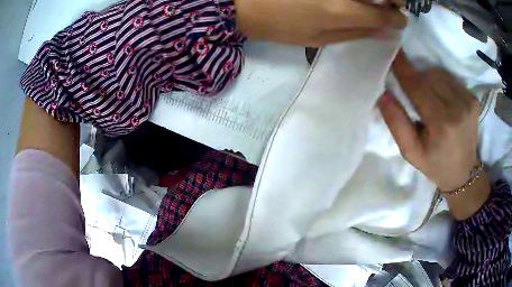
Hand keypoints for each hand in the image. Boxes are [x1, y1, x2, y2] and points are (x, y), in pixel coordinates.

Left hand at [235, 0, 407, 45]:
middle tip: (392, 6)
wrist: (245, 3)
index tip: (401, 21)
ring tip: (377, 2)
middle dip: (395, 0)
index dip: (397, 19)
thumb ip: (356, 34)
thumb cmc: (280, 25)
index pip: (384, 15)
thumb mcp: (319, 39)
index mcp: (342, 11)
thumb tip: (385, 33)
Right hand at [378, 51, 479, 190]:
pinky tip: (442, 99)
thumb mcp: (411, 152)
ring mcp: (468, 102)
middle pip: (429, 77)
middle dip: (416, 79)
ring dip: (429, 80)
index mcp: (441, 125)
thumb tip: (383, 93)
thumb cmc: (435, 164)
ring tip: (429, 99)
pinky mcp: (474, 99)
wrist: (464, 172)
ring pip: (440, 75)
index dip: (403, 69)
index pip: (418, 87)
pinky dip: (442, 83)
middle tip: (413, 94)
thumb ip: (397, 123)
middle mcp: (458, 109)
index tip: (393, 53)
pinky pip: (451, 79)